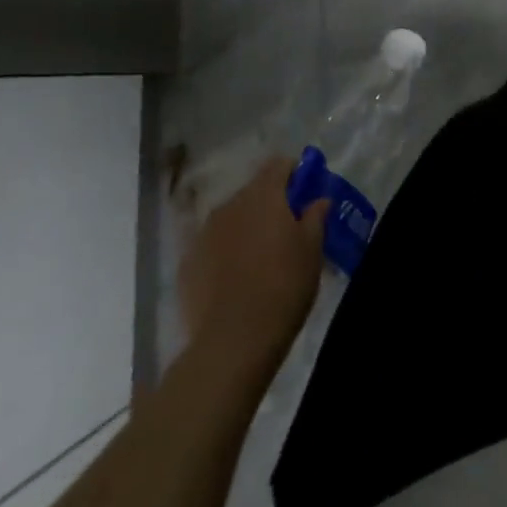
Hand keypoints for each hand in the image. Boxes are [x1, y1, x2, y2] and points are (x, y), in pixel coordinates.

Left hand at [178, 156, 326, 376]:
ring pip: (231, 219)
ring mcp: (203, 234)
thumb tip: (319, 200)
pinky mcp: (187, 264)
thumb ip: (316, 217)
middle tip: (286, 230)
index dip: (294, 174)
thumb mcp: (312, 250)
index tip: (305, 193)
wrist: (232, 342)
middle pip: (253, 191)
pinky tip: (234, 280)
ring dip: (246, 227)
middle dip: (270, 203)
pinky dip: (224, 253)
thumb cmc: (283, 286)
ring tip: (259, 258)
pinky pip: (212, 246)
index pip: (279, 164)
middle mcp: (230, 205)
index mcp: (263, 194)